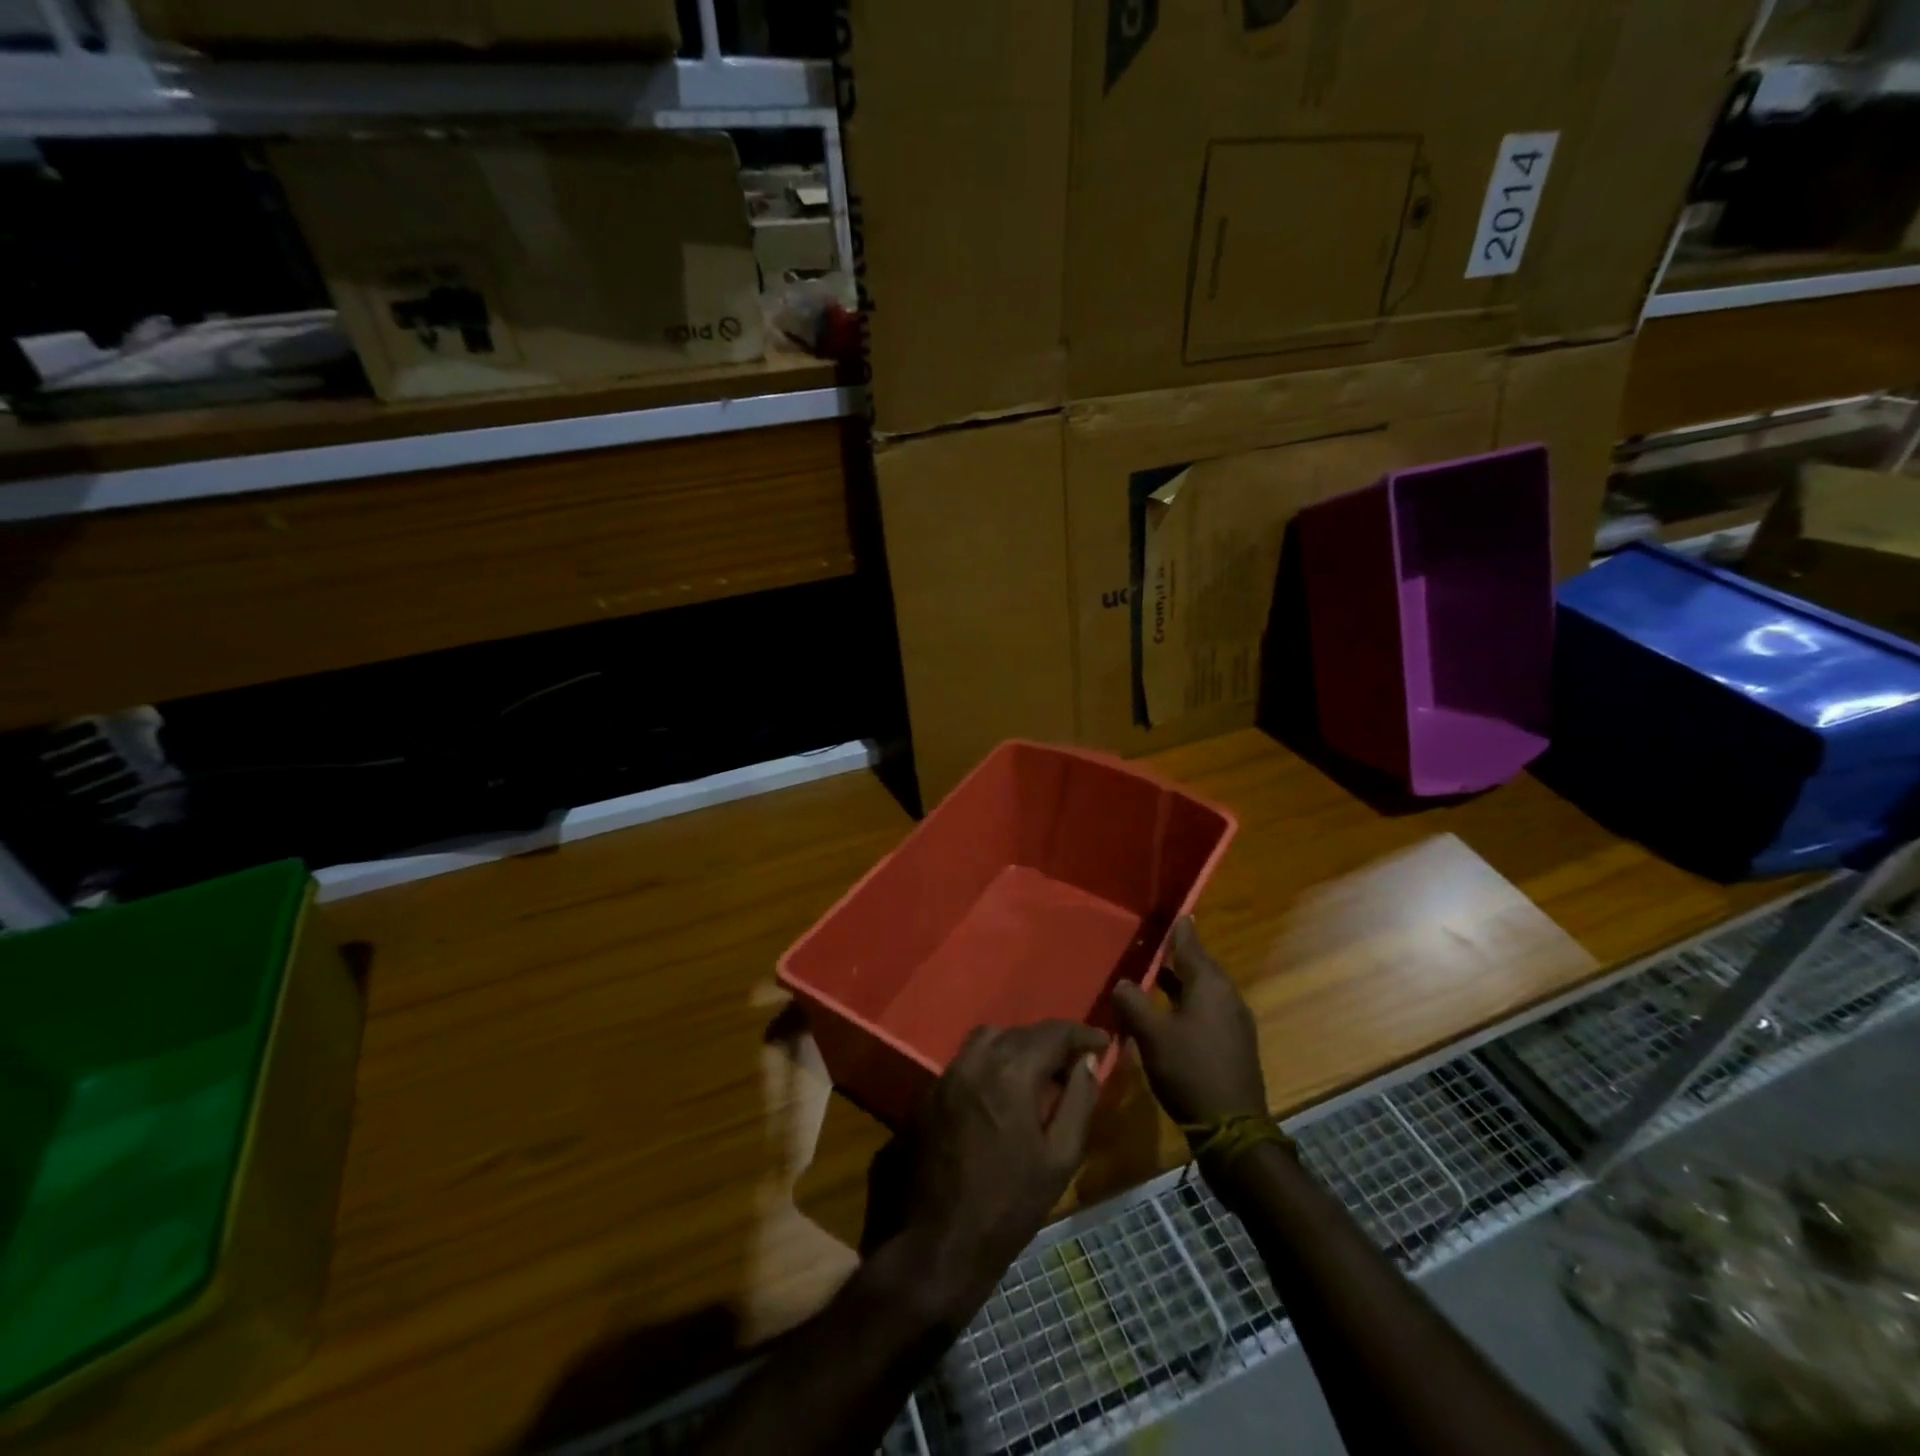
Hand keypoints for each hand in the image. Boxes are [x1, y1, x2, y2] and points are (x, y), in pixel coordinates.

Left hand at [896, 1021, 1107, 1322]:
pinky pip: (967, 1060)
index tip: (1103, 1042)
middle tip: (1074, 1062)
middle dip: (1052, 1041)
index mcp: (1012, 1072)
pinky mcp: (930, 1092)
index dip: (1082, 1034)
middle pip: (1021, 1032)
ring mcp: (948, 1074)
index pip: (1054, 1033)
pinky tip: (1002, 1091)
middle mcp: (976, 1060)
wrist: (940, 1243)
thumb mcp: (1060, 1158)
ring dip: (1018, 1045)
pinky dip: (991, 1062)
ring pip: (989, 1038)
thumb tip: (1088, 1062)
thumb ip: (1079, 1101)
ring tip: (1038, 1072)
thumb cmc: (1010, 1206)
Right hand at [1111, 918, 1267, 1129]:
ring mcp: (1234, 1021)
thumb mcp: (1151, 1035)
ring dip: (1182, 981)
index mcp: (1209, 985)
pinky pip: (1209, 1009)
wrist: (1232, 1128)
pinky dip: (1189, 1002)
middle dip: (1178, 955)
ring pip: (1204, 990)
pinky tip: (1171, 1012)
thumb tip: (1122, 983)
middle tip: (1156, 944)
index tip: (1173, 913)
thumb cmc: (1190, 1071)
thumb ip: (1132, 1003)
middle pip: (1200, 966)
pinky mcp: (1234, 1043)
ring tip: (1157, 975)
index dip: (1179, 930)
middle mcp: (1227, 996)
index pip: (1191, 945)